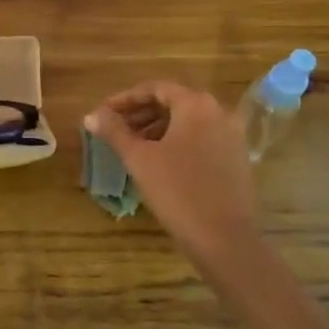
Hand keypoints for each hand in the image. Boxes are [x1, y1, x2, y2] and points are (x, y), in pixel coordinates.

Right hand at [85, 81, 261, 264]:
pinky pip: (201, 138)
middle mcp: (219, 111)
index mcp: (196, 104)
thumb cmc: (177, 191)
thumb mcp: (139, 159)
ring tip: (132, 146)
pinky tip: (158, 161)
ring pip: (187, 122)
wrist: (225, 239)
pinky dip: (177, 141)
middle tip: (113, 129)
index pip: (155, 88)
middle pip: (173, 102)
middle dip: (140, 114)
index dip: (124, 99)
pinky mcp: (237, 157)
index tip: (102, 113)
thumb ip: (114, 132)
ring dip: (157, 128)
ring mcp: (232, 135)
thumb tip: (91, 115)